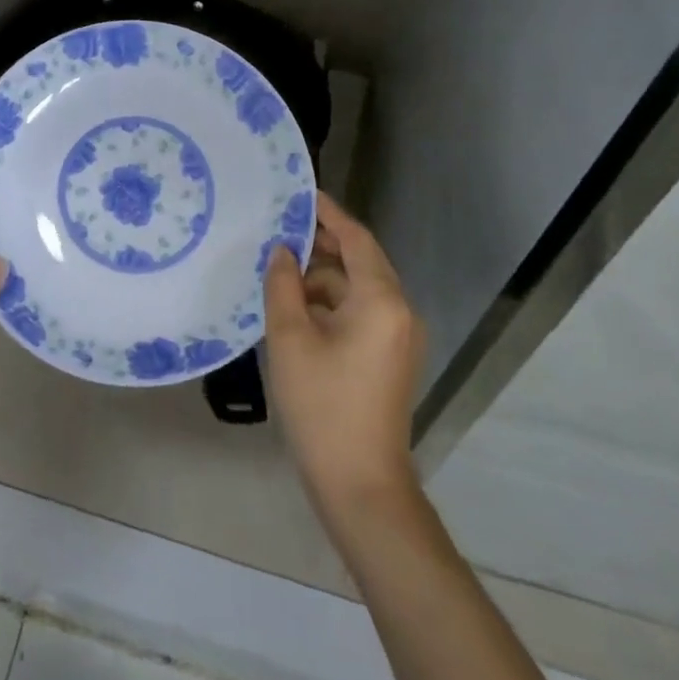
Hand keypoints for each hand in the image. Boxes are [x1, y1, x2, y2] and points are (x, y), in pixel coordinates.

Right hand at [263, 193, 427, 514]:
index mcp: (381, 300)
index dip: (328, 213)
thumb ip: (283, 285)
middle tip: (279, 229)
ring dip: (322, 276)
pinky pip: (361, 312)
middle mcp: (399, 311)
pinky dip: (331, 302)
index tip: (299, 194)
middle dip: (321, 243)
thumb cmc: (322, 405)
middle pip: (360, 261)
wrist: (361, 486)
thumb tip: (282, 252)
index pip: (356, 239)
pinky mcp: (389, 357)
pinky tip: (296, 307)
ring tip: (279, 270)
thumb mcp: (290, 338)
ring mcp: (398, 336)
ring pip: (358, 288)